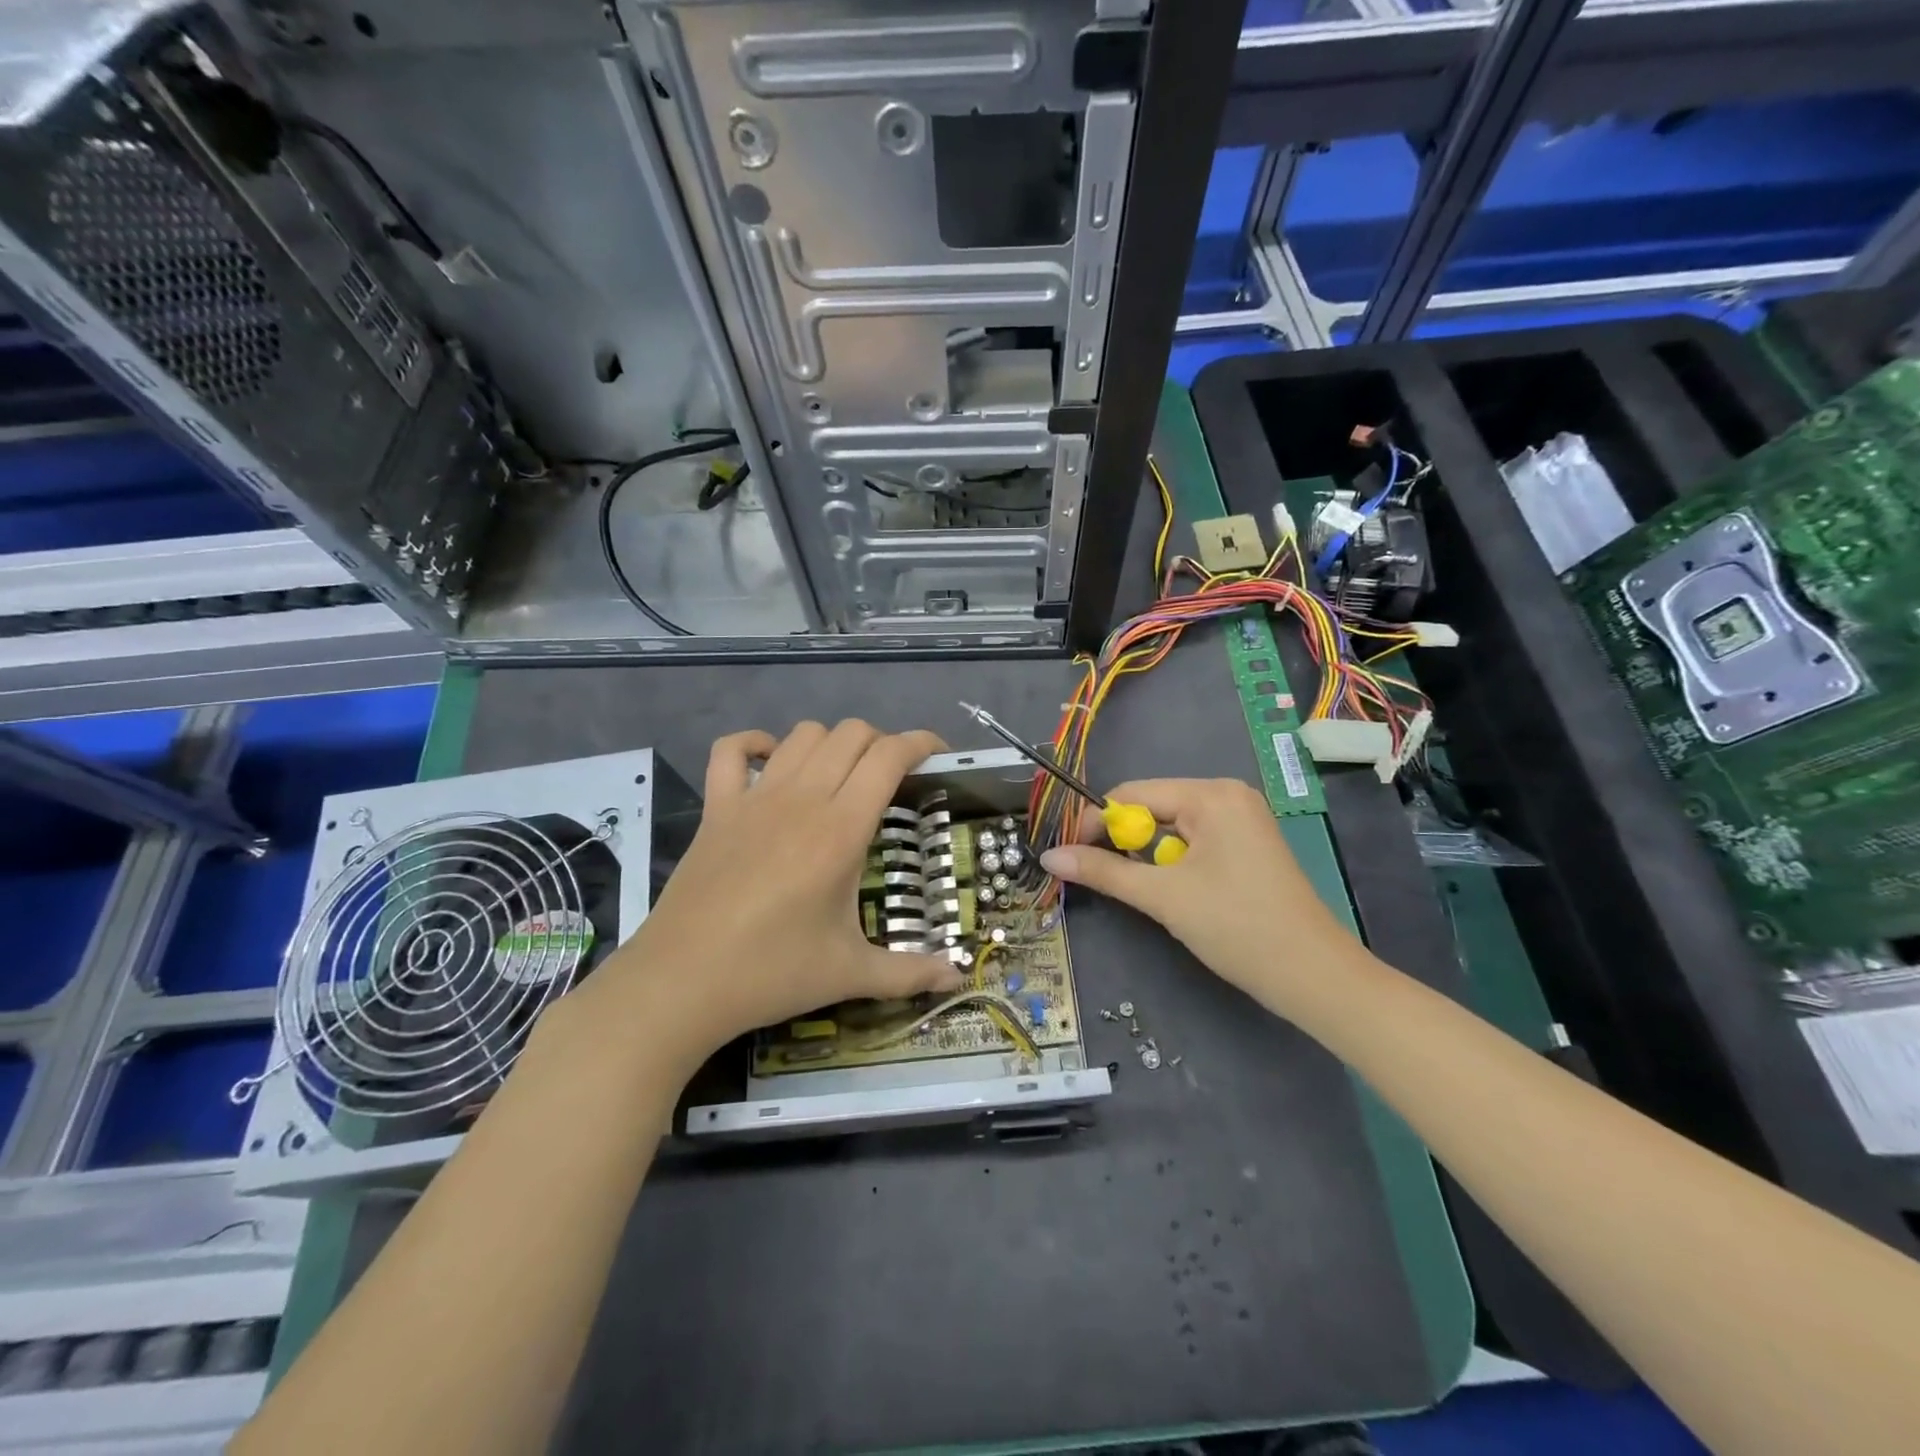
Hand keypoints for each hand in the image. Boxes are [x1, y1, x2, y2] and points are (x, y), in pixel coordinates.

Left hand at [590, 721, 964, 1062]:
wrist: (680, 983)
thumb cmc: (772, 973)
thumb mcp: (850, 974)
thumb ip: (910, 972)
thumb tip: (957, 978)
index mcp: (840, 830)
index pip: (888, 757)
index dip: (921, 743)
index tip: (939, 756)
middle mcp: (801, 799)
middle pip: (850, 734)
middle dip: (882, 742)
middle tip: (894, 778)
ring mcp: (753, 798)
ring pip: (802, 734)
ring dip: (831, 743)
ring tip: (843, 775)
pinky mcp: (716, 809)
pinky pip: (730, 751)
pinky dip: (755, 744)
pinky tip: (772, 765)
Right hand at [1039, 778, 1362, 1013]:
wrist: (1315, 978)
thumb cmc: (1237, 927)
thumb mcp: (1163, 897)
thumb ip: (1104, 872)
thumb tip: (1049, 857)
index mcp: (1211, 794)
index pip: (1132, 794)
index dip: (1095, 823)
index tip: (1069, 856)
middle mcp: (1227, 796)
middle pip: (1152, 808)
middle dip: (1122, 841)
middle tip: (1097, 876)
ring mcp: (1242, 821)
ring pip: (1171, 829)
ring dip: (1147, 856)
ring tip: (1140, 890)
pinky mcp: (1247, 846)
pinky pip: (1194, 842)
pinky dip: (1172, 863)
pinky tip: (1171, 891)